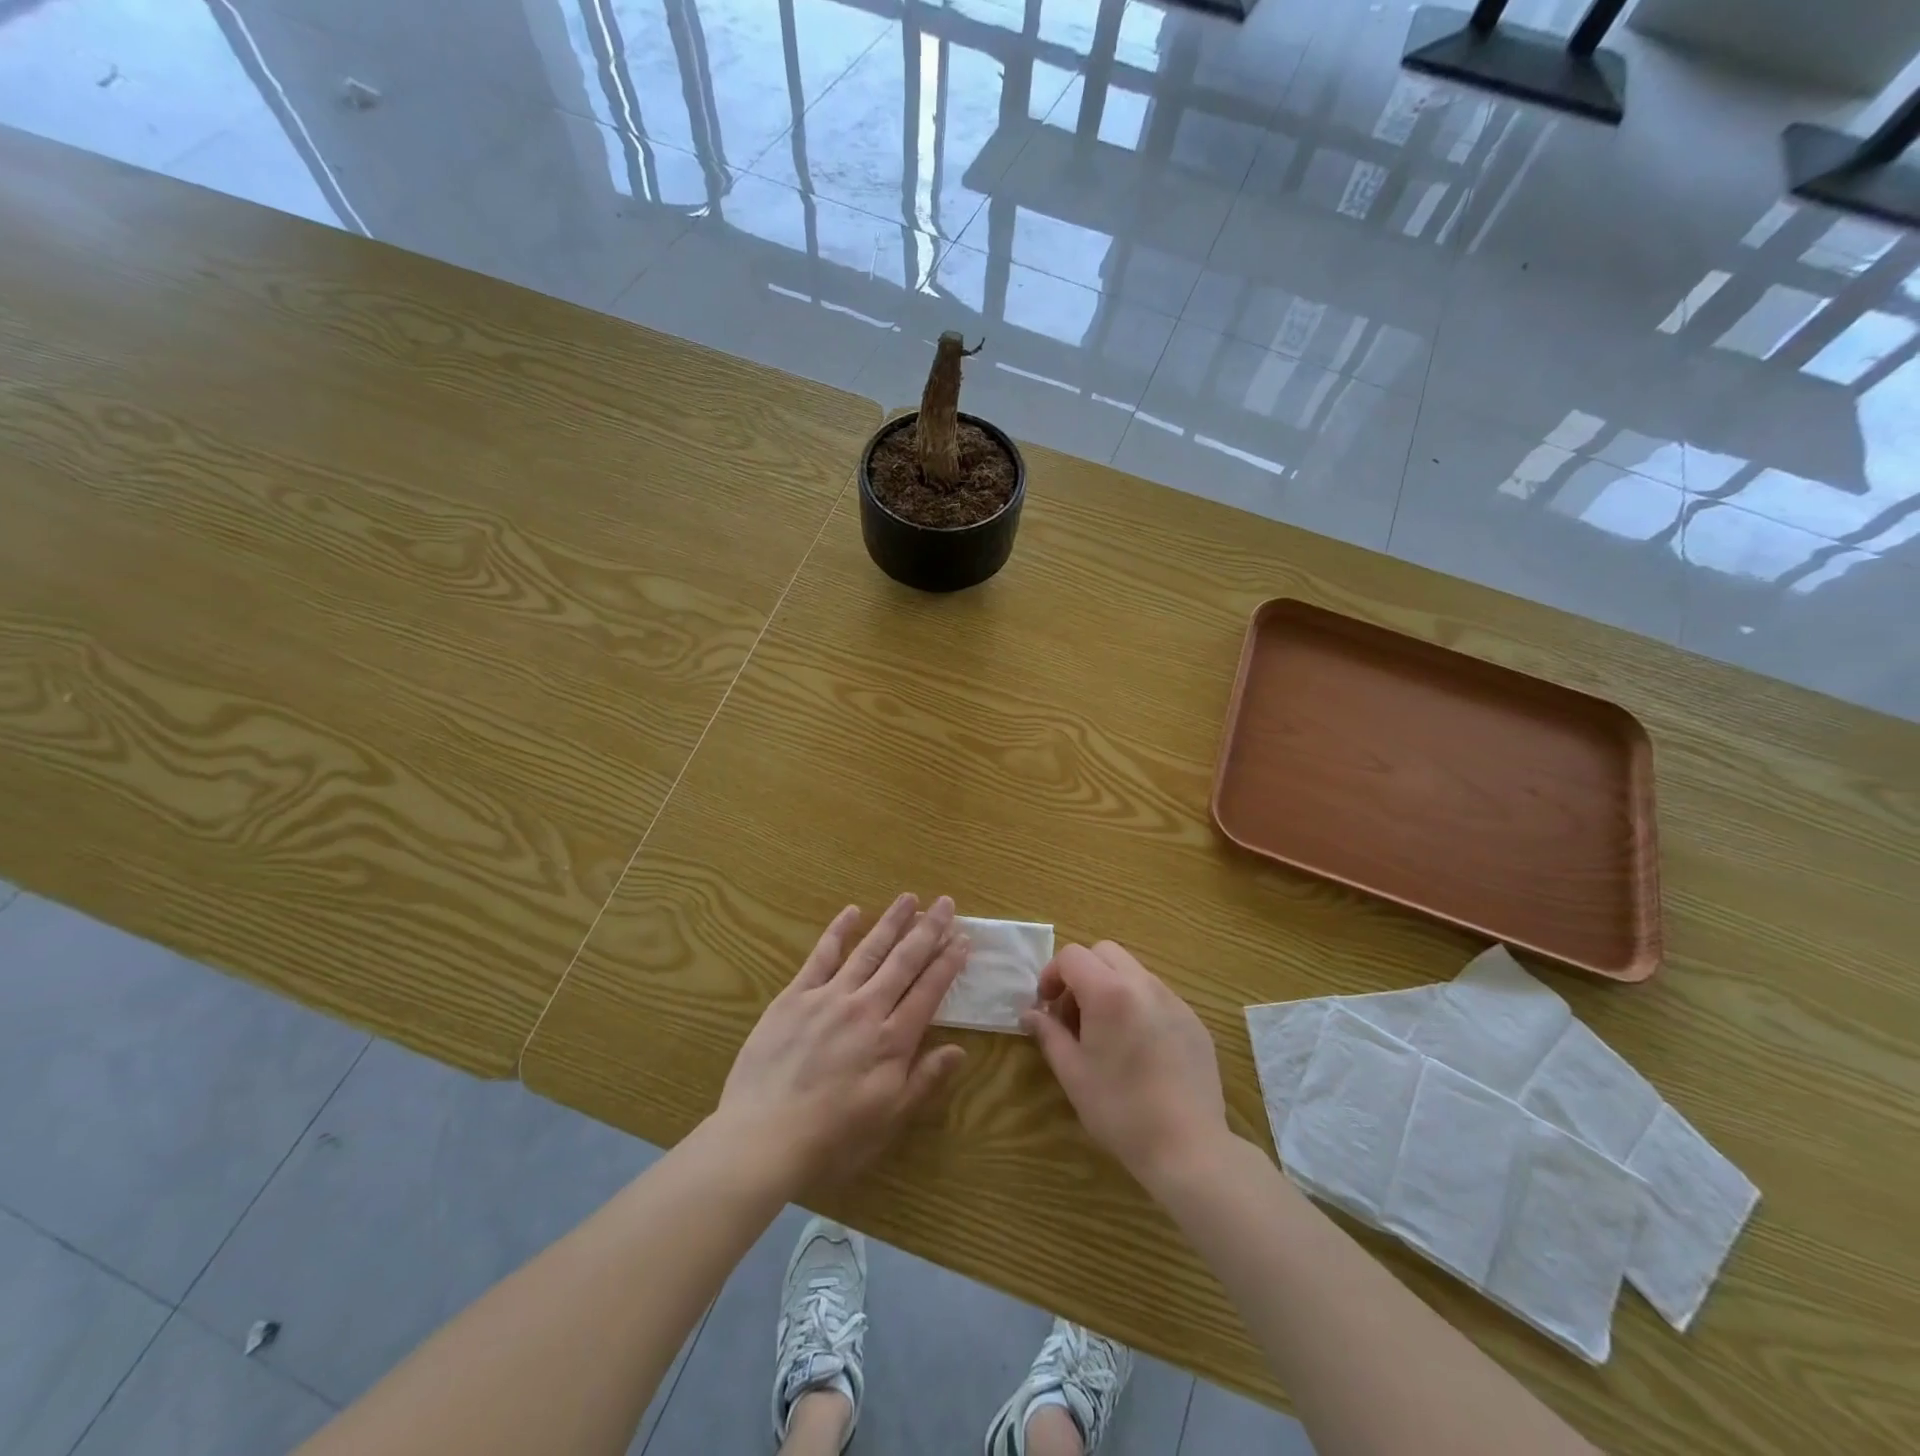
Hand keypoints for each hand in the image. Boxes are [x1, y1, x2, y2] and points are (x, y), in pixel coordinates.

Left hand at [716, 894, 969, 1191]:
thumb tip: (959, 1049)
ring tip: (909, 898)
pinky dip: (838, 931)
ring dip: (891, 922)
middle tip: (945, 902)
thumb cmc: (832, 1140)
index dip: (948, 962)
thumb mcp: (889, 1120)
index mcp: (893, 1040)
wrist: (762, 1139)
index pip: (929, 990)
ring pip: (868, 950)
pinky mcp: (794, 997)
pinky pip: (821, 956)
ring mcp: (829, 997)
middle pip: (904, 961)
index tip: (963, 938)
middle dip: (928, 930)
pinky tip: (852, 911)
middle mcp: (866, 1009)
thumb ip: (924, 1080)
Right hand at [1022, 941, 1230, 1192]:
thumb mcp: (1073, 1073)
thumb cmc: (1120, 1110)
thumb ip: (1049, 1034)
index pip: (1072, 956)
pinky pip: (1158, 996)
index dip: (1052, 974)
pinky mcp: (1195, 1022)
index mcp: (1110, 992)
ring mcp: (1175, 1001)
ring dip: (1110, 987)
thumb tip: (1030, 1015)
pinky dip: (1138, 1006)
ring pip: (1133, 972)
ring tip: (1105, 1034)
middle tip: (1073, 1015)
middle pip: (1104, 953)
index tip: (1046, 1007)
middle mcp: (1144, 984)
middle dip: (1082, 974)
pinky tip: (1138, 1050)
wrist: (1189, 1148)